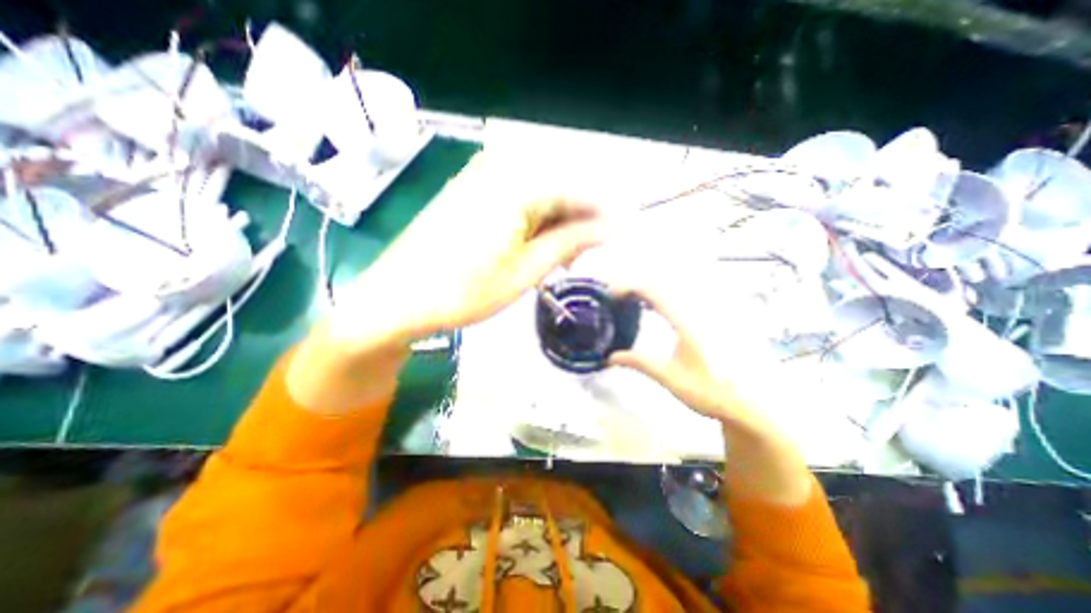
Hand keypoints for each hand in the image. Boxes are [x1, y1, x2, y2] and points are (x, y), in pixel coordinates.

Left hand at [333, 151, 605, 349]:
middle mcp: (498, 169)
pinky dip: (532, 221)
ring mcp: (480, 178)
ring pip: (538, 194)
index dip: (604, 211)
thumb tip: (609, 227)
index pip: (578, 187)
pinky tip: (534, 246)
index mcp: (516, 185)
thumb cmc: (464, 290)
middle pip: (558, 188)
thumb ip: (571, 241)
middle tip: (585, 255)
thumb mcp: (527, 270)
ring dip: (555, 223)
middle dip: (578, 220)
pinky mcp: (468, 191)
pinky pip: (515, 198)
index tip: (622, 232)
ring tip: (560, 258)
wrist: (398, 299)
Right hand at [611, 286, 812, 504]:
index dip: (630, 287)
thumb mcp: (670, 378)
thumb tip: (610, 357)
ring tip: (632, 301)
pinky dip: (664, 299)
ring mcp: (708, 313)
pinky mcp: (713, 319)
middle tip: (618, 297)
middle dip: (637, 286)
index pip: (654, 292)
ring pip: (674, 289)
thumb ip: (640, 362)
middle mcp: (698, 311)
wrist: (752, 404)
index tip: (612, 295)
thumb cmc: (710, 392)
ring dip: (650, 291)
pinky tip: (656, 309)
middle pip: (663, 285)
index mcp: (686, 322)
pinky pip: (684, 299)